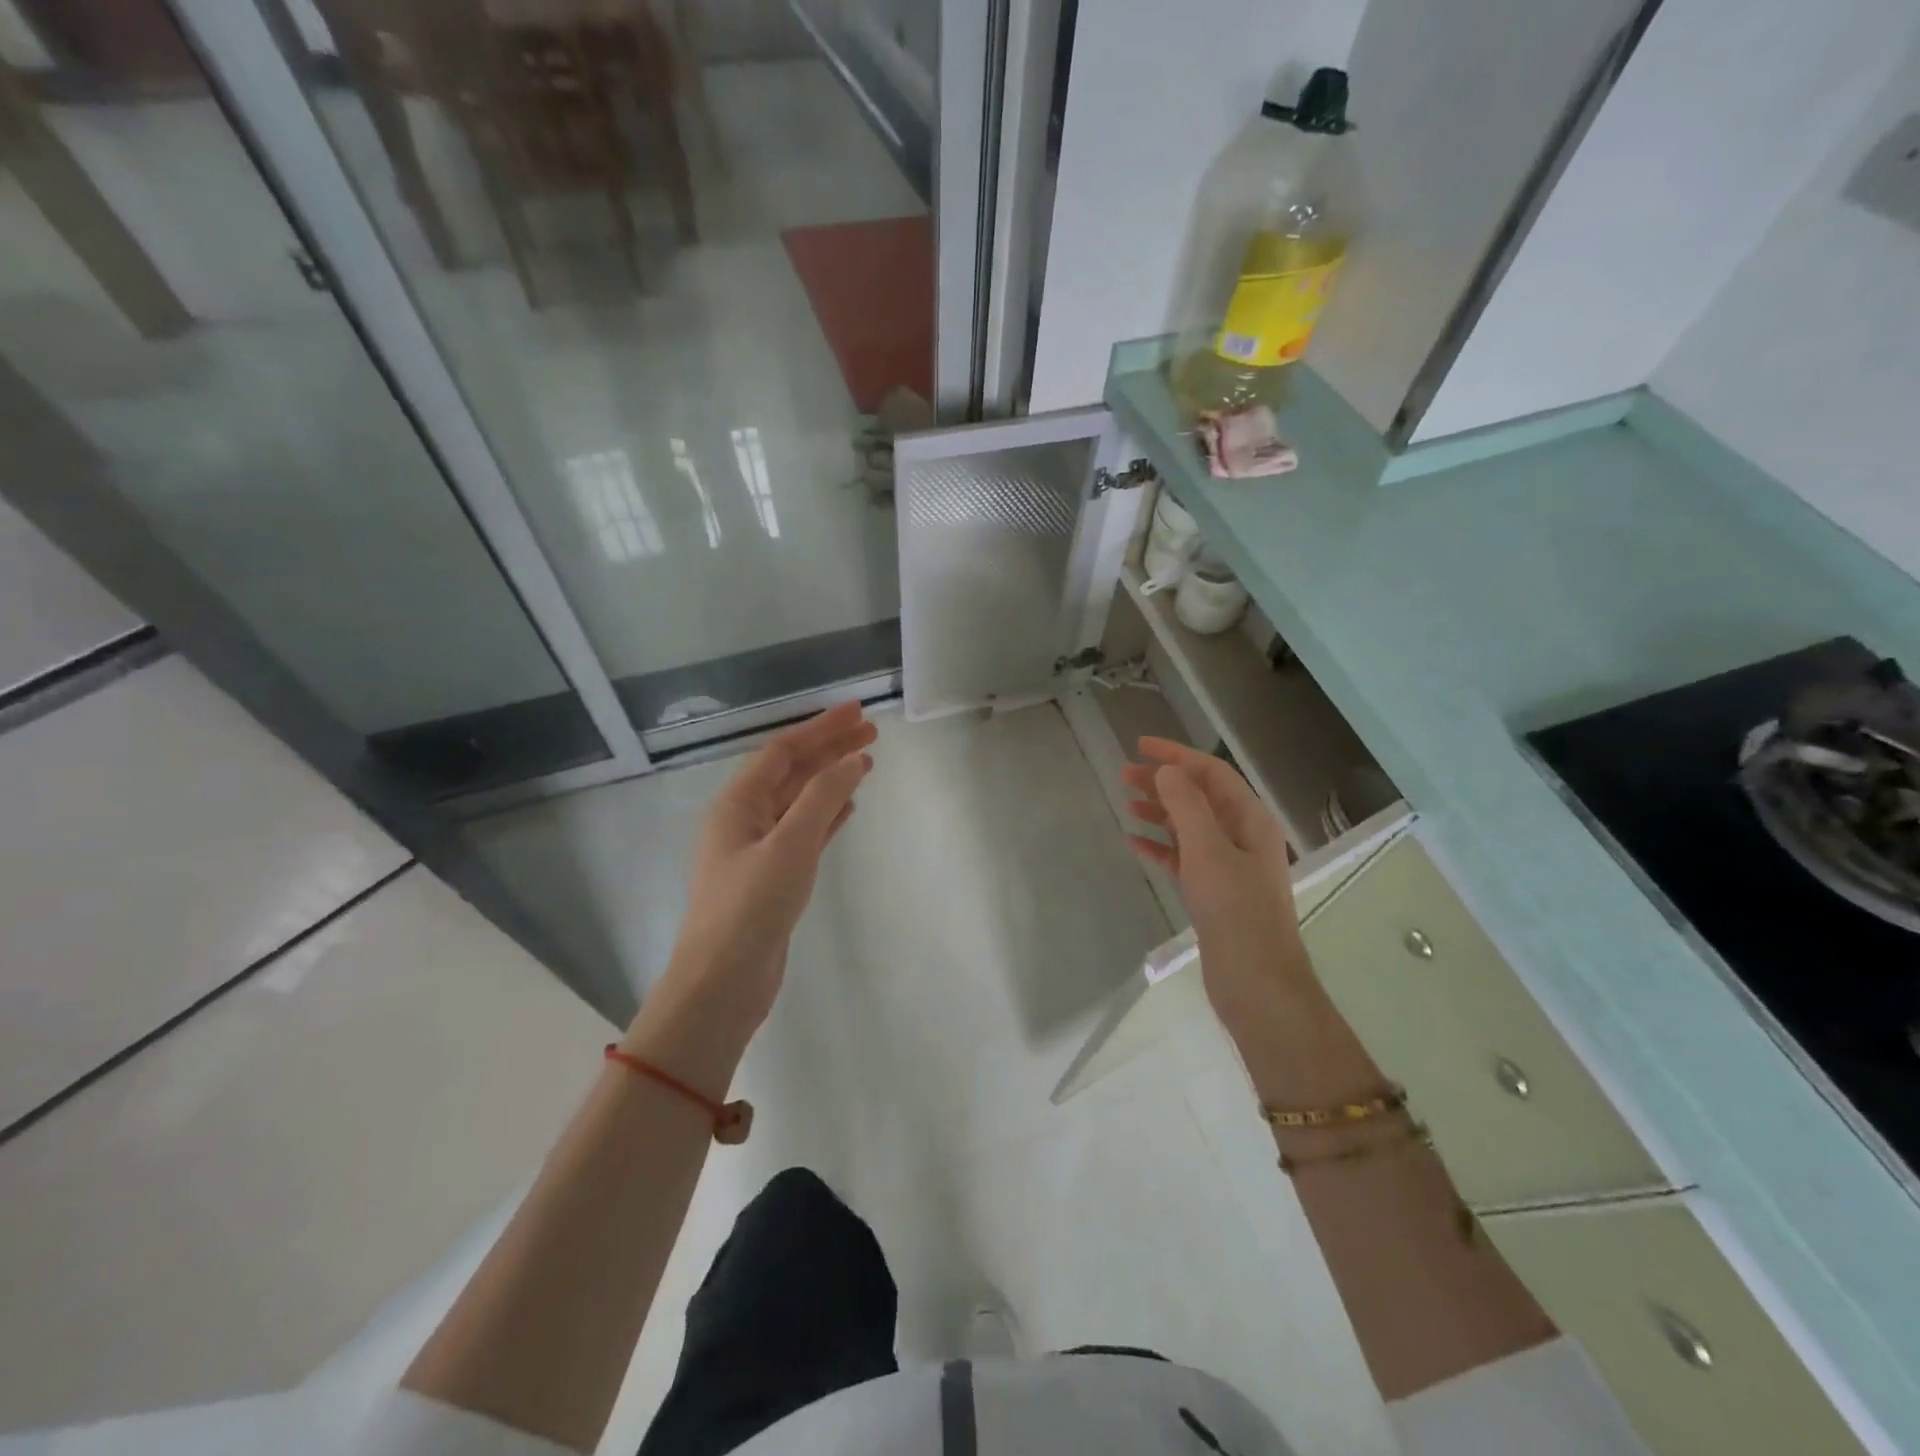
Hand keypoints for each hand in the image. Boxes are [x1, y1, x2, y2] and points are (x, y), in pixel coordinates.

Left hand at [632, 704, 875, 1064]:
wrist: (723, 984)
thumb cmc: (751, 907)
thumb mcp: (790, 845)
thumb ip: (822, 798)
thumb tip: (853, 760)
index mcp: (737, 804)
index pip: (783, 751)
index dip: (821, 728)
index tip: (859, 713)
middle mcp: (744, 820)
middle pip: (792, 772)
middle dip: (830, 750)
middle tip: (873, 733)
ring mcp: (758, 850)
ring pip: (800, 801)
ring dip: (831, 780)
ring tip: (867, 762)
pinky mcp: (773, 877)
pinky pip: (804, 832)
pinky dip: (826, 815)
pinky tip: (849, 807)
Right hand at [1121, 737, 1309, 1040]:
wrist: (1256, 982)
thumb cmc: (1235, 910)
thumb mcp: (1207, 850)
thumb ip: (1186, 806)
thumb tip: (1167, 771)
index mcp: (1251, 820)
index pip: (1212, 773)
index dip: (1177, 755)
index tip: (1140, 746)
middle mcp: (1242, 837)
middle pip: (1199, 797)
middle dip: (1164, 782)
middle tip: (1124, 775)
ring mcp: (1229, 866)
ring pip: (1189, 826)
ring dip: (1159, 811)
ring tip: (1126, 802)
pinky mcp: (1214, 893)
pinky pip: (1183, 858)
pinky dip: (1160, 847)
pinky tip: (1135, 843)